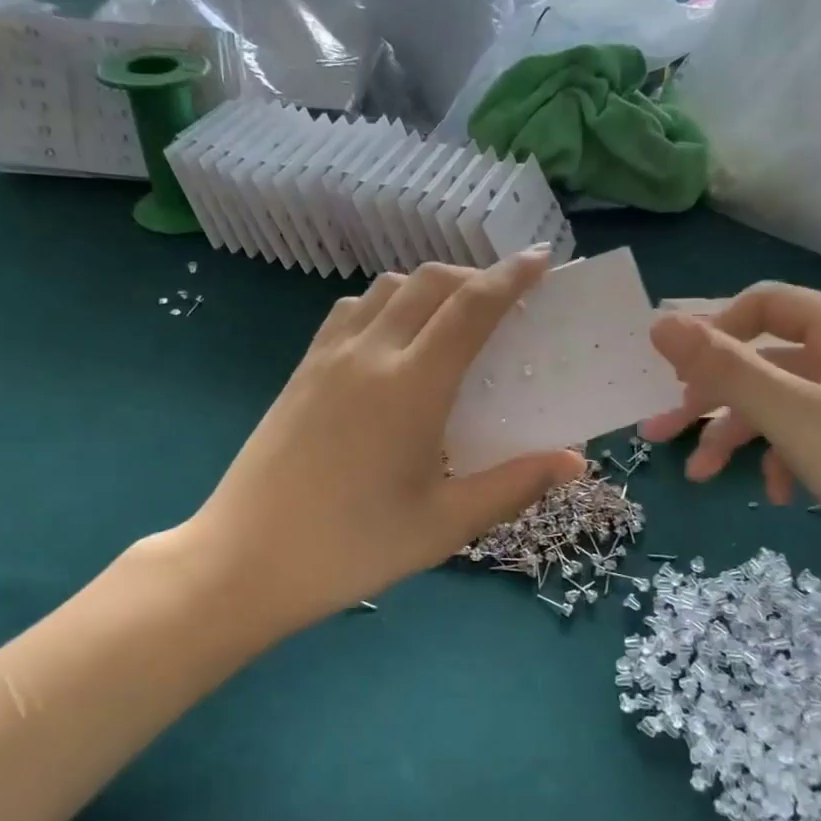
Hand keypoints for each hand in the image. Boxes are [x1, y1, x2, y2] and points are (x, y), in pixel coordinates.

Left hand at [187, 249, 584, 633]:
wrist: (244, 561)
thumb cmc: (352, 547)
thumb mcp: (444, 525)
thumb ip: (513, 486)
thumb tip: (575, 463)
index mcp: (412, 386)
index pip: (471, 308)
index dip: (511, 277)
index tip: (541, 259)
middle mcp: (369, 354)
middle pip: (429, 283)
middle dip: (474, 276)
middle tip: (506, 300)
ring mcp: (327, 358)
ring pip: (386, 289)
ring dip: (428, 287)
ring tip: (452, 318)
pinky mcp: (301, 372)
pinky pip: (351, 312)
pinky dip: (386, 305)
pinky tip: (393, 342)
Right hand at [638, 283, 820, 607]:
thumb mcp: (794, 418)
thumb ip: (725, 369)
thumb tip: (659, 324)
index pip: (765, 305)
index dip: (713, 333)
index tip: (672, 375)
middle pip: (766, 361)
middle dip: (711, 399)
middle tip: (660, 434)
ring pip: (782, 404)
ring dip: (738, 437)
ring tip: (701, 477)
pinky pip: (808, 435)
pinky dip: (782, 459)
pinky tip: (776, 495)